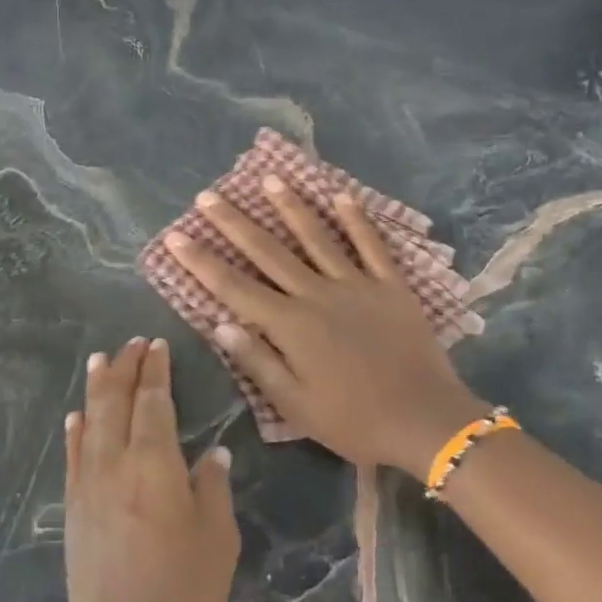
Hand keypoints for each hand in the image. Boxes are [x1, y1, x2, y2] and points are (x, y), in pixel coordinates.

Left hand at [63, 338, 239, 601]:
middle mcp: (115, 464)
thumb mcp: (218, 538)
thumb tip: (211, 452)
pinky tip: (76, 417)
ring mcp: (88, 487)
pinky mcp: (73, 511)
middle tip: (131, 343)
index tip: (157, 345)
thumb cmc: (185, 593)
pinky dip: (74, 431)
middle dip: (124, 368)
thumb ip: (212, 487)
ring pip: (90, 423)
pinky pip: (72, 458)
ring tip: (100, 360)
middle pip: (116, 403)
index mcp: (155, 464)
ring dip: (96, 388)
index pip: (153, 402)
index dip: (155, 371)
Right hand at [165, 177, 488, 476]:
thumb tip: (220, 324)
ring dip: (291, 206)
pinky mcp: (392, 286)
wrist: (425, 420)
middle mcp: (317, 295)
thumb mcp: (295, 404)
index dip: (201, 261)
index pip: (234, 287)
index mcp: (290, 326)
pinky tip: (342, 195)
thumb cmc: (353, 421)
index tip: (176, 236)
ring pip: (317, 237)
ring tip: (269, 179)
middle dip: (234, 222)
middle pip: (268, 251)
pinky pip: (371, 245)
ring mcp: (357, 285)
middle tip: (209, 195)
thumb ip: (258, 362)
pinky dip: (357, 219)